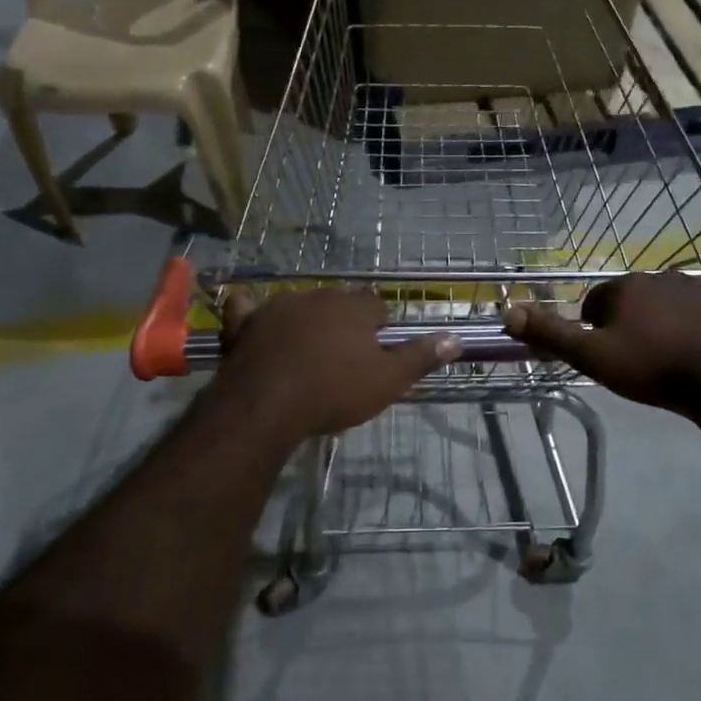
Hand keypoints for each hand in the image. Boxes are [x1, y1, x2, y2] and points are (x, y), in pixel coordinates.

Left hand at [212, 289, 459, 441]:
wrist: (267, 404)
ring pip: (298, 308)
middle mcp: (317, 296)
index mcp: (354, 306)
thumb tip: (456, 338)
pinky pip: (247, 310)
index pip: (377, 307)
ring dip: (305, 323)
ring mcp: (277, 307)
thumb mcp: (388, 381)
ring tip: (306, 357)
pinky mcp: (245, 324)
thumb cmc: (334, 391)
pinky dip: (252, 315)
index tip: (377, 355)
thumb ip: (421, 357)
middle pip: (338, 305)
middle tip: (344, 361)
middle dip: (343, 325)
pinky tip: (253, 323)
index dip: (380, 329)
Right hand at [502, 272, 700, 413]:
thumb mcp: (593, 356)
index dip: (596, 328)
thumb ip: (551, 333)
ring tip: (673, 358)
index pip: (597, 302)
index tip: (606, 354)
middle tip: (639, 360)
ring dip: (667, 323)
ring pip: (672, 304)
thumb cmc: (653, 367)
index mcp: (626, 287)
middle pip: (636, 300)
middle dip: (633, 323)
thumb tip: (509, 312)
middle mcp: (662, 276)